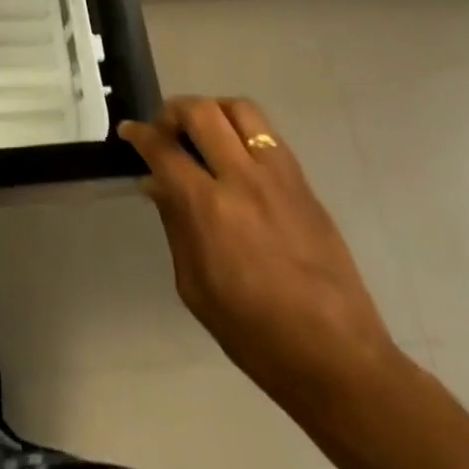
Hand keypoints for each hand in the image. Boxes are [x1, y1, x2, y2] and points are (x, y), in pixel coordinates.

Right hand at [120, 97, 397, 407]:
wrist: (339, 359)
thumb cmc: (256, 333)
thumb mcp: (195, 287)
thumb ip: (174, 225)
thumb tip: (155, 184)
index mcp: (210, 208)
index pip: (164, 149)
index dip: (140, 134)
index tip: (129, 131)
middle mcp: (243, 179)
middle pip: (201, 112)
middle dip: (172, 111)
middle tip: (164, 130)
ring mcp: (279, 177)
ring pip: (240, 109)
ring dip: (211, 110)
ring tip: (202, 133)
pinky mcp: (304, 184)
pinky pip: (268, 134)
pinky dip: (242, 130)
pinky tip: (236, 156)